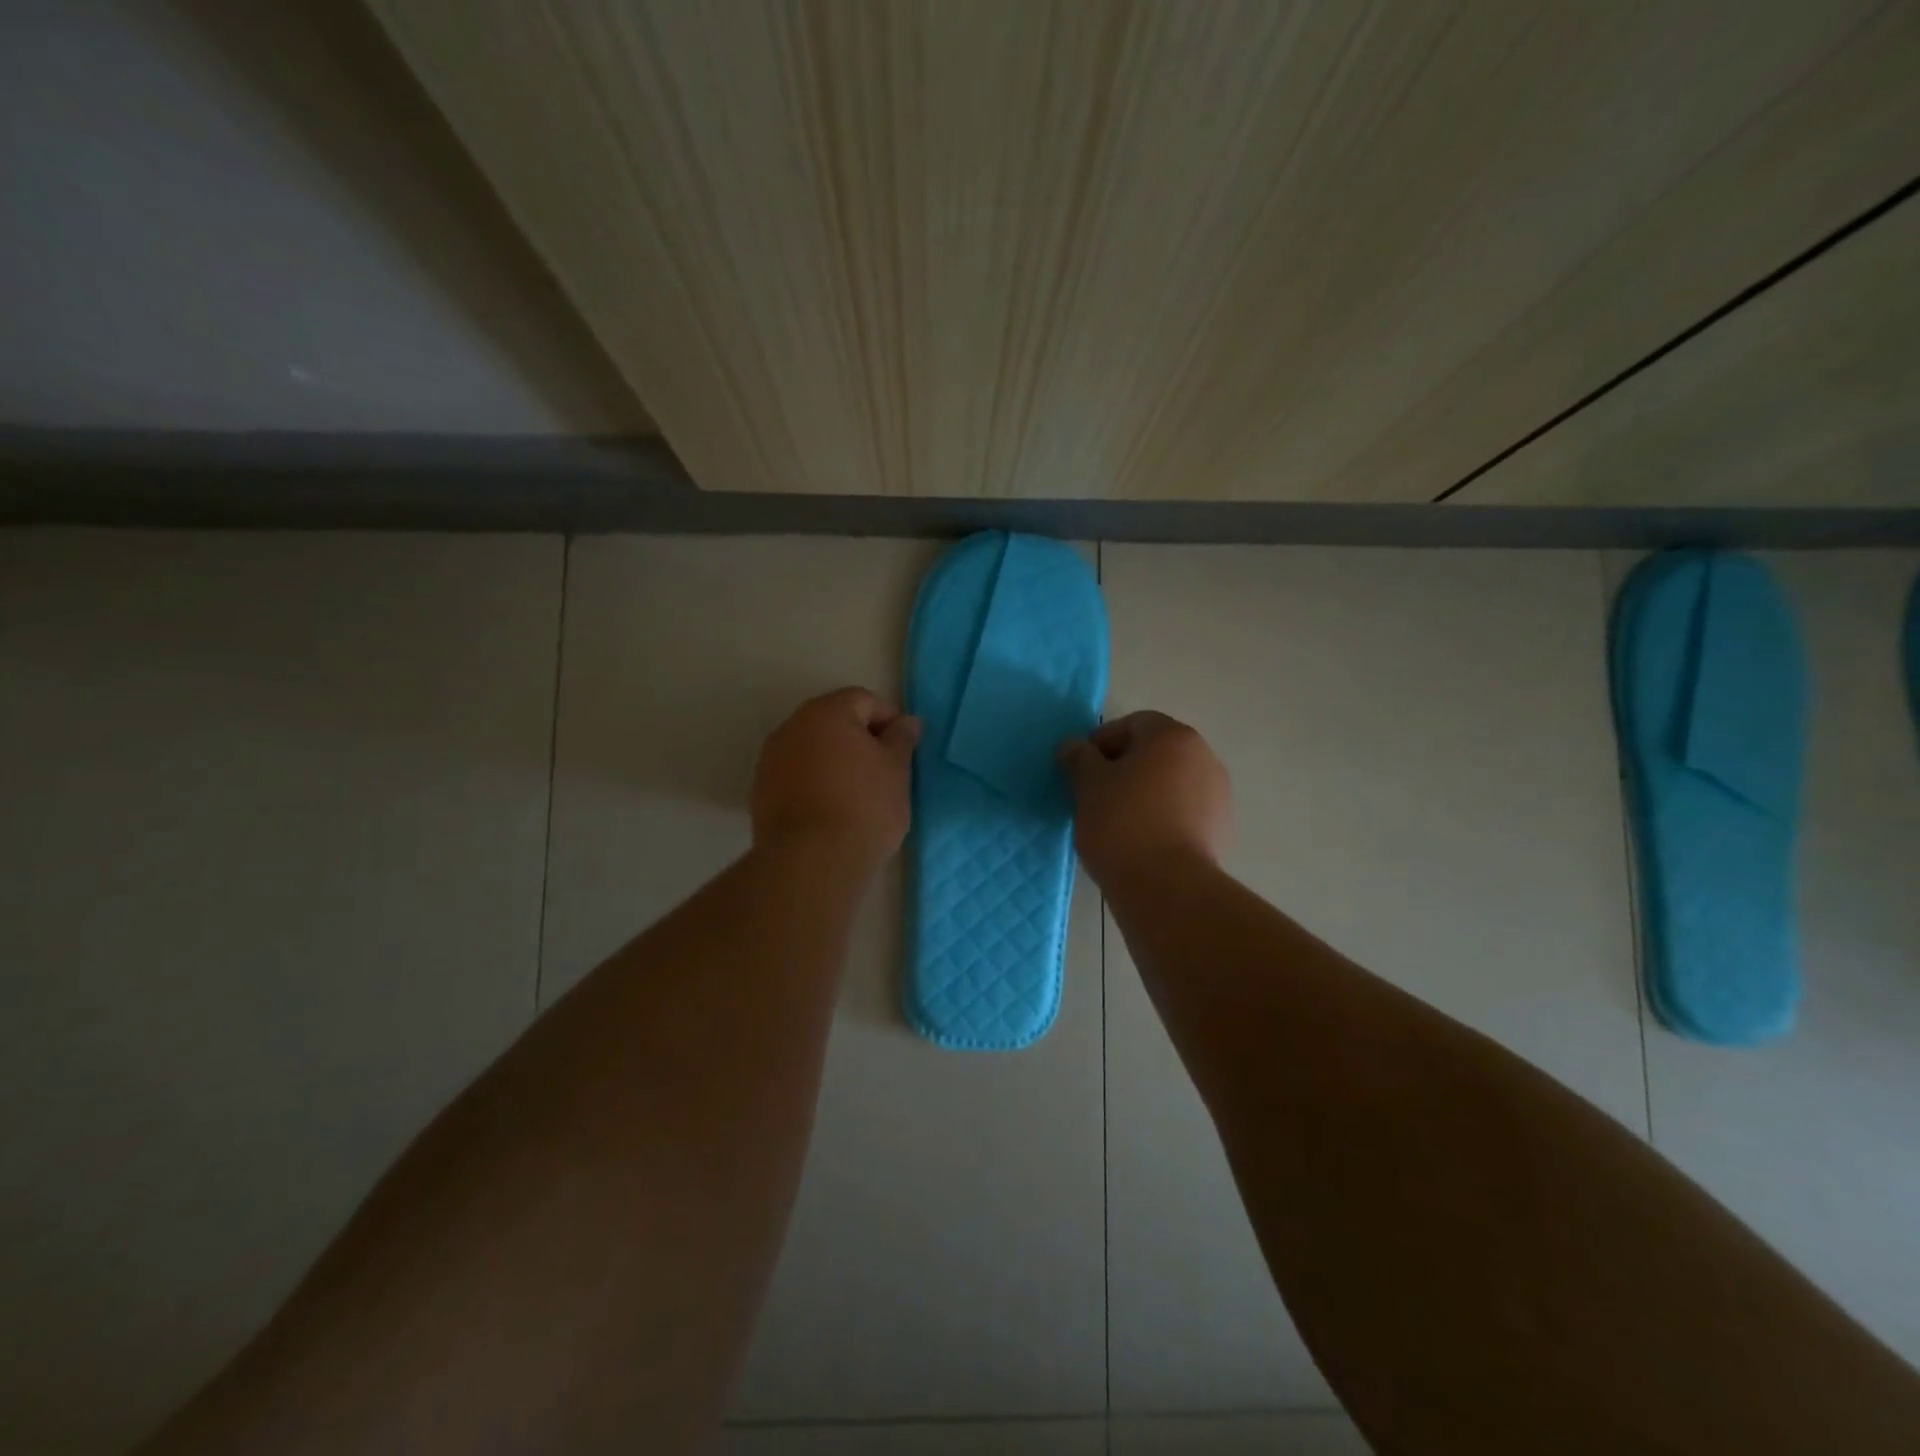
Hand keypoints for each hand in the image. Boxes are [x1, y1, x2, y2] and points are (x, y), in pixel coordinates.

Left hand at [751, 688, 920, 863]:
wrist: (811, 861)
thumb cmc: (864, 806)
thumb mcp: (896, 770)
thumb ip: (901, 739)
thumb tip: (907, 721)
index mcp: (827, 712)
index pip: (864, 700)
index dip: (889, 720)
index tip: (903, 750)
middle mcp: (792, 727)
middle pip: (834, 722)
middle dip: (860, 740)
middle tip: (884, 771)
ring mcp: (771, 760)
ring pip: (812, 749)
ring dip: (835, 762)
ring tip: (858, 794)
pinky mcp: (761, 792)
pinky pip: (796, 775)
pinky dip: (815, 783)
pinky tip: (832, 810)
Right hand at [1057, 711, 1230, 886]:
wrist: (1167, 887)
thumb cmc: (1122, 823)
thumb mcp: (1087, 785)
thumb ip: (1079, 757)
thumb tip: (1073, 747)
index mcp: (1171, 736)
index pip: (1132, 724)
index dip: (1102, 742)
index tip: (1082, 770)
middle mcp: (1203, 756)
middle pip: (1154, 752)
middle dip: (1124, 768)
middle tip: (1095, 794)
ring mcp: (1217, 793)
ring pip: (1170, 782)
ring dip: (1144, 793)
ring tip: (1116, 822)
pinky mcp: (1221, 828)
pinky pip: (1183, 811)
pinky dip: (1162, 817)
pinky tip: (1141, 841)